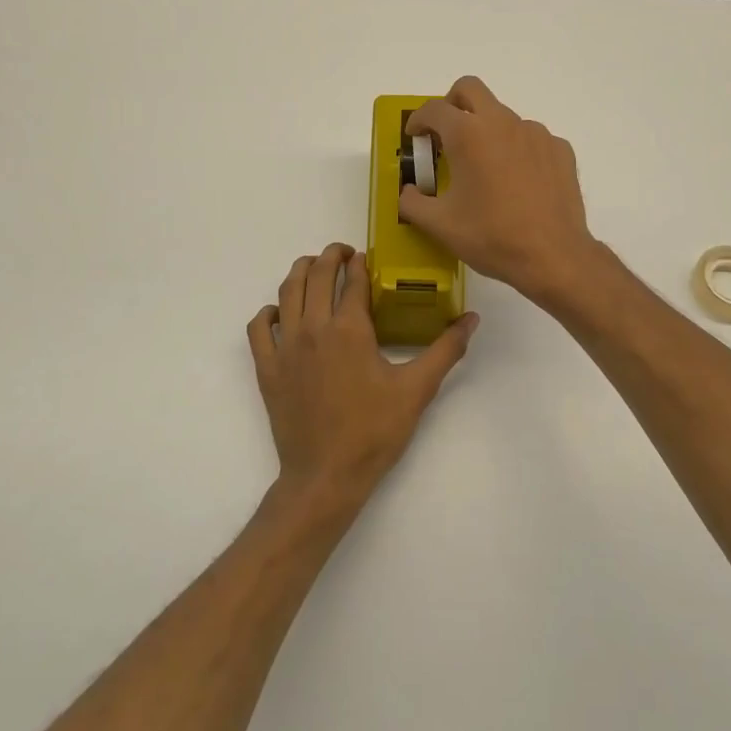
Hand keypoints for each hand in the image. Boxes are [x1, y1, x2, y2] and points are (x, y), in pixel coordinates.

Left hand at [248, 242, 478, 513]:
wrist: (326, 476)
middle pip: (316, 274)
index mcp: (350, 329)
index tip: (368, 257)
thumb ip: (445, 350)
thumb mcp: (417, 390)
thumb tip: (472, 319)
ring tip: (314, 268)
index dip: (361, 263)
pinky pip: (258, 328)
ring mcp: (285, 347)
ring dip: (300, 272)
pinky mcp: (267, 368)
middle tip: (344, 254)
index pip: (353, 279)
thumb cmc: (374, 432)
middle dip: (330, 256)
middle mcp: (313, 328)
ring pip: (286, 292)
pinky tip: (282, 314)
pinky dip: (268, 312)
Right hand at [399, 77, 598, 306]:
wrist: (553, 256)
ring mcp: (536, 133)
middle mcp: (503, 123)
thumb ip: (412, 203)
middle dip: (451, 104)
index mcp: (468, 134)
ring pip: (503, 116)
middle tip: (445, 134)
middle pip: (470, 90)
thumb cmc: (491, 237)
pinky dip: (516, 150)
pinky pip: (531, 139)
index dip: (417, 120)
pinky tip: (517, 182)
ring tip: (484, 169)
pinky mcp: (560, 149)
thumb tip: (408, 192)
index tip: (414, 137)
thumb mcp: (439, 225)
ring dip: (486, 131)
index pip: (434, 109)